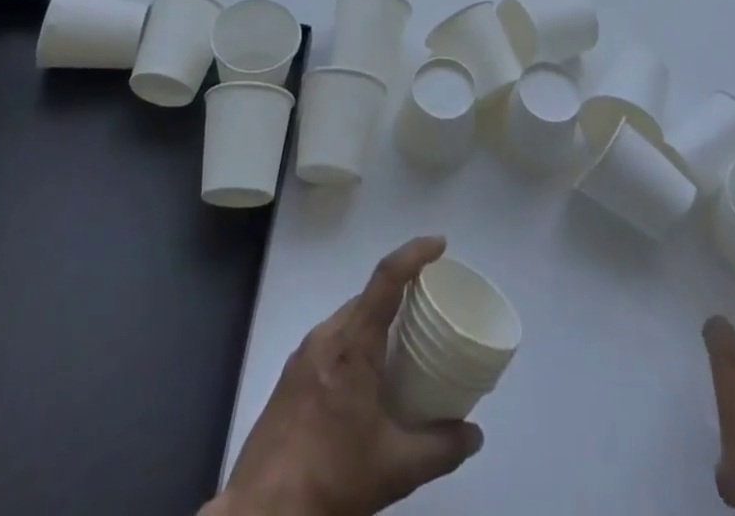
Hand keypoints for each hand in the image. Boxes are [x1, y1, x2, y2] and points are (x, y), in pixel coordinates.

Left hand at [207, 236, 482, 515]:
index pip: (386, 278)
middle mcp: (325, 337)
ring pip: (348, 319)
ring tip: (403, 344)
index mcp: (352, 345)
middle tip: (430, 307)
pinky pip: (331, 341)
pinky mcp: (289, 378)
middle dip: (400, 292)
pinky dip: (356, 343)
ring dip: (376, 321)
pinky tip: (367, 379)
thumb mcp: (395, 470)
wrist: (260, 515)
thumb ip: (440, 448)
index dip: (414, 254)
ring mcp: (302, 356)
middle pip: (368, 297)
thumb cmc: (331, 479)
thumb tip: (474, 435)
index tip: (440, 244)